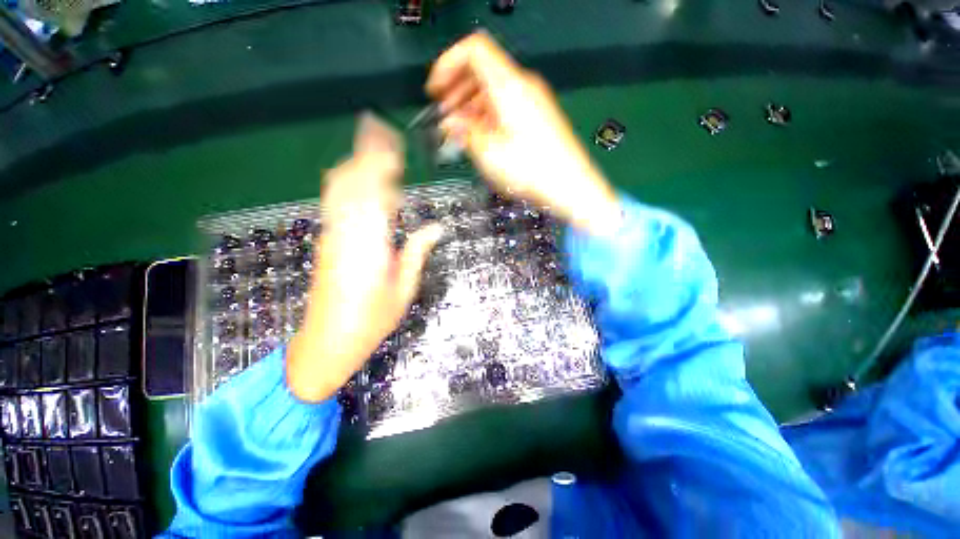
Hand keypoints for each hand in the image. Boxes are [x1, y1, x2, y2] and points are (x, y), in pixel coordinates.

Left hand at [286, 114, 443, 402]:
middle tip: (380, 131)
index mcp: (370, 245)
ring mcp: (332, 236)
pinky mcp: (327, 242)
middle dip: (365, 154)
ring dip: (354, 164)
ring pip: (338, 189)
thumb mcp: (403, 290)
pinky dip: (348, 184)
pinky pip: (336, 203)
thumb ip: (416, 253)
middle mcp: (347, 233)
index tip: (392, 142)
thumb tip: (436, 228)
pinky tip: (361, 181)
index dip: (381, 163)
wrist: (327, 342)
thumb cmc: (372, 322)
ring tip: (371, 147)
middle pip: (351, 182)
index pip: (375, 192)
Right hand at [427, 32, 620, 235]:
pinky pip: (506, 105)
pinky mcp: (538, 117)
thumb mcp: (489, 154)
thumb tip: (450, 122)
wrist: (570, 186)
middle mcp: (523, 86)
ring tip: (460, 130)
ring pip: (494, 90)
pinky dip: (488, 115)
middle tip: (445, 115)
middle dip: (457, 90)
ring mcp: (533, 101)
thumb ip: (464, 132)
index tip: (436, 91)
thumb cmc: (531, 171)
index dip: (448, 65)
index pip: (473, 50)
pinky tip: (482, 136)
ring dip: (471, 105)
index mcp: (509, 86)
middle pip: (482, 70)